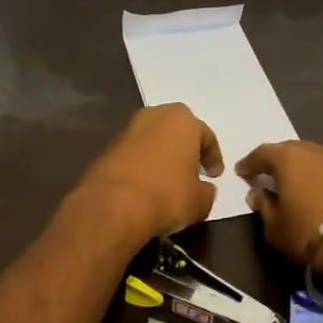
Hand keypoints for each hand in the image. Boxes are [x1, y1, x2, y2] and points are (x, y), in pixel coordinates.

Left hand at [70, 104, 223, 244]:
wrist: (113, 205)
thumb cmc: (167, 195)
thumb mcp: (200, 200)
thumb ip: (207, 191)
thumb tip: (204, 189)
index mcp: (181, 120)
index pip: (205, 135)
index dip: (213, 157)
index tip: (215, 175)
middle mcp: (154, 116)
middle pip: (177, 131)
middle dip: (185, 149)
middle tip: (192, 171)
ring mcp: (127, 131)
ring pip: (153, 142)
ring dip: (162, 157)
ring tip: (169, 181)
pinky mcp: (107, 149)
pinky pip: (135, 155)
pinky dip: (143, 167)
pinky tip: (147, 187)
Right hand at [236, 140, 322, 270]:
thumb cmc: (309, 233)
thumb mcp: (276, 227)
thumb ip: (264, 206)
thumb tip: (257, 194)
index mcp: (289, 158)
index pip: (262, 153)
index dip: (250, 163)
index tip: (242, 171)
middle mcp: (317, 151)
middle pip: (293, 150)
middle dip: (280, 161)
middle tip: (272, 174)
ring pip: (319, 158)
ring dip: (308, 168)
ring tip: (302, 184)